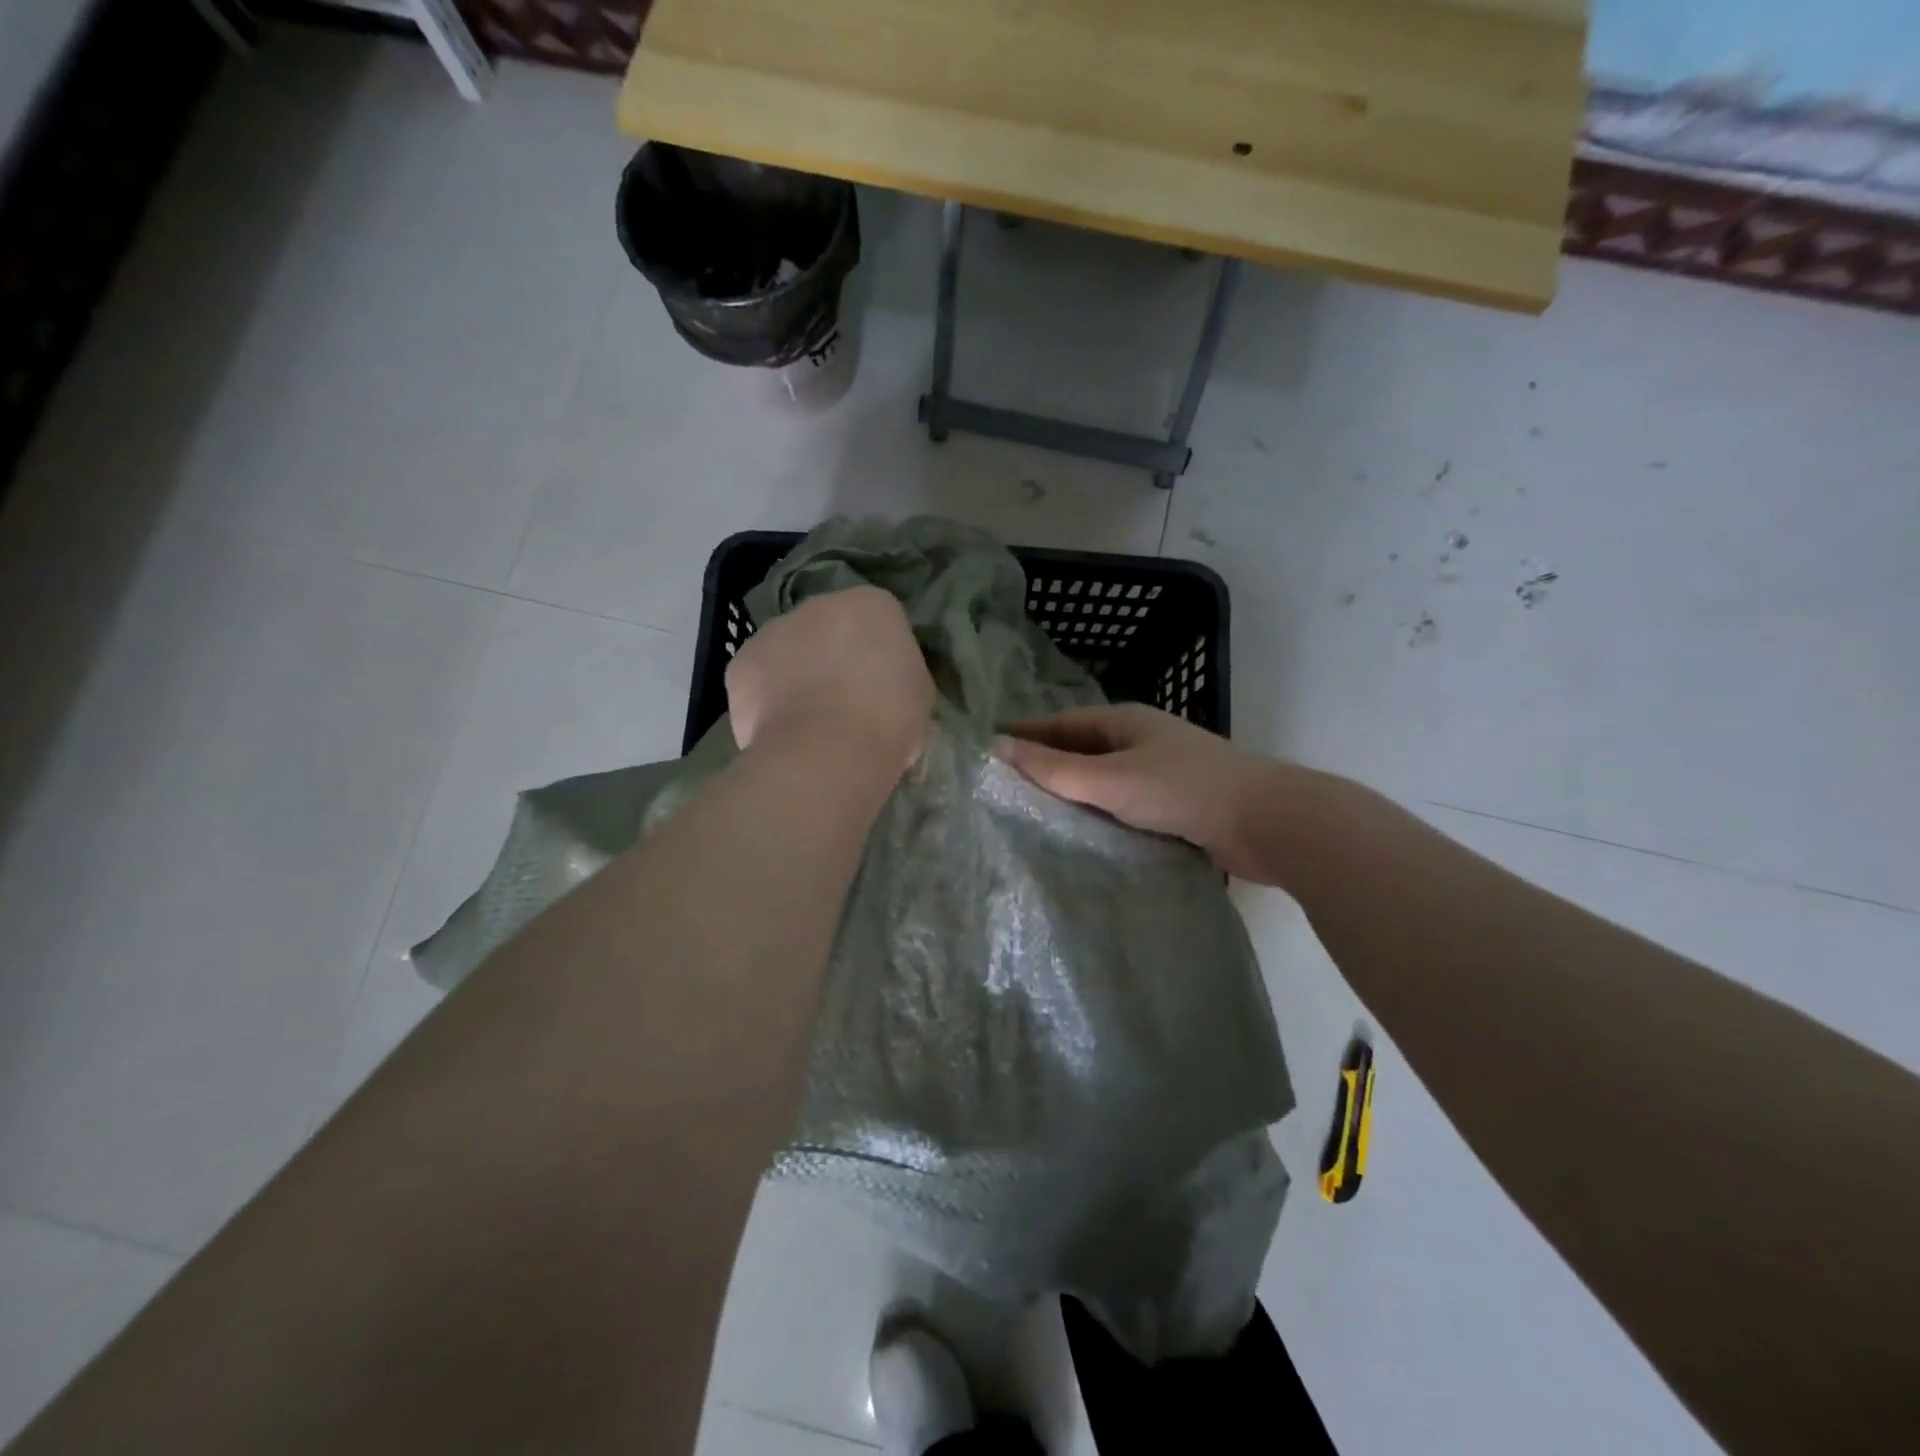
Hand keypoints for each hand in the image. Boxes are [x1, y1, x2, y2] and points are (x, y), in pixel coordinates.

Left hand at [727, 586, 934, 774]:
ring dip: (796, 673)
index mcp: (873, 604)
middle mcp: (819, 605)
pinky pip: (757, 679)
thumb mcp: (918, 692)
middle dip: (833, 655)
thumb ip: (898, 673)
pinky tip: (780, 730)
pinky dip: (765, 699)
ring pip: (787, 649)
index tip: (883, 685)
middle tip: (845, 700)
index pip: (878, 619)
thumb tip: (884, 684)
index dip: (880, 652)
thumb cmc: (889, 720)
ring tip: (808, 721)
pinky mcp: (740, 663)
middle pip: (828, 627)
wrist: (829, 751)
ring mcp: (773, 631)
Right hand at [996, 703, 1273, 876]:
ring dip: (1074, 796)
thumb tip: (997, 747)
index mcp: (1124, 722)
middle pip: (1082, 751)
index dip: (1027, 734)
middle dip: (1047, 766)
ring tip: (1032, 817)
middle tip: (1003, 789)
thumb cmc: (1182, 790)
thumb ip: (1054, 768)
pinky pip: (1125, 807)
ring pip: (1104, 782)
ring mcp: (1162, 774)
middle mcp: (1141, 741)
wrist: (1268, 822)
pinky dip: (1101, 817)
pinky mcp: (1177, 806)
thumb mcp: (1110, 778)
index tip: (990, 749)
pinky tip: (1082, 838)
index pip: (1062, 724)